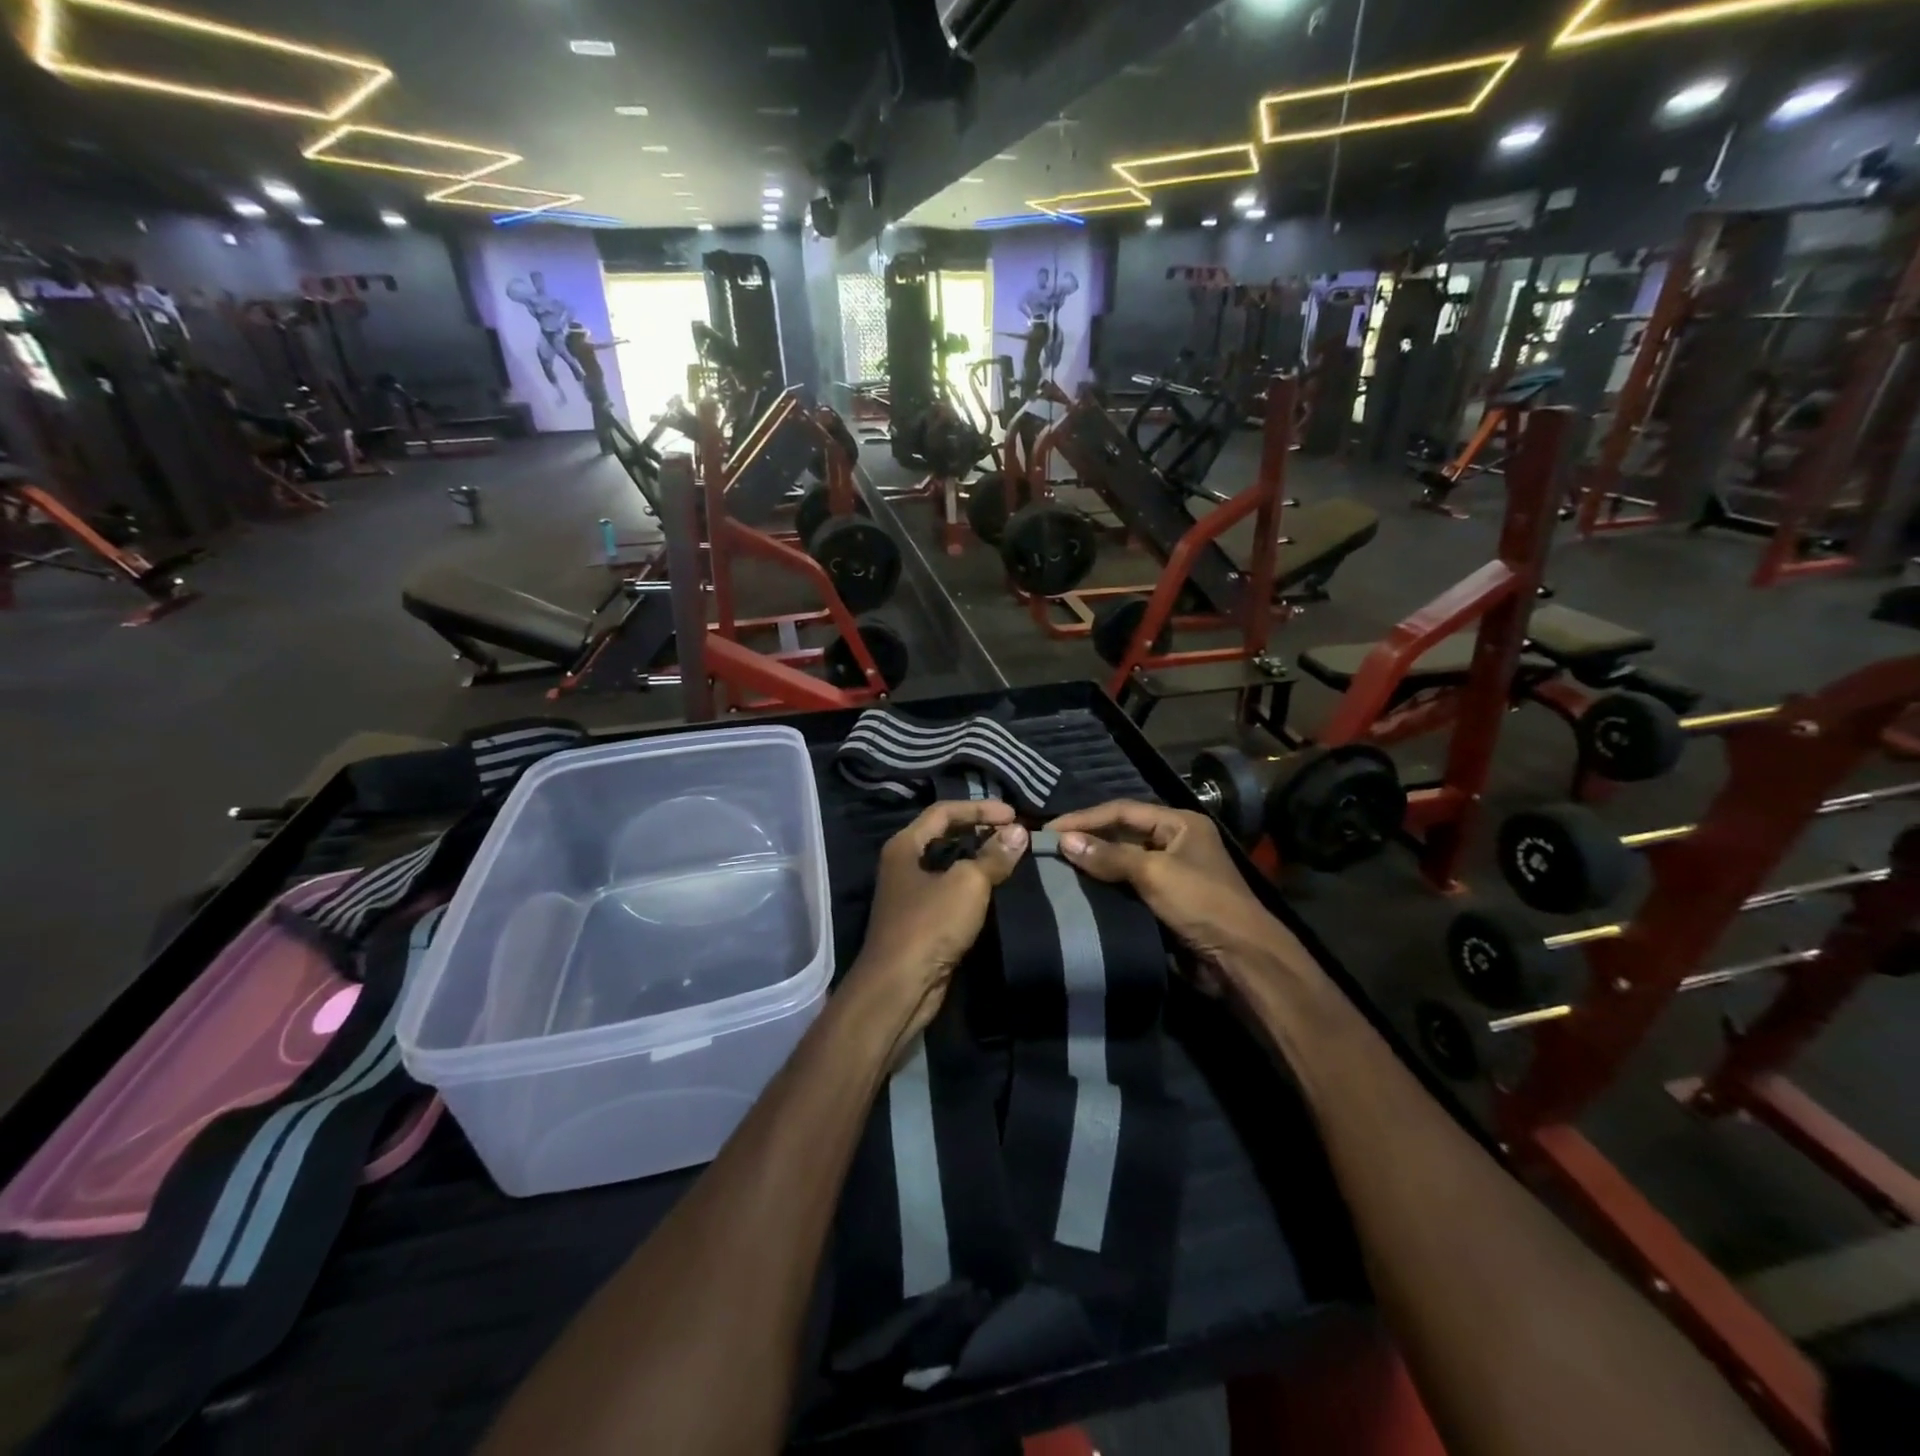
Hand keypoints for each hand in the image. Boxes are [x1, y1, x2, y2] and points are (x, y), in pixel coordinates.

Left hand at [849, 801, 1029, 1048]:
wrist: (899, 987)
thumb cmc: (930, 924)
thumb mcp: (967, 884)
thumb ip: (993, 856)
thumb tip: (1019, 833)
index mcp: (905, 845)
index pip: (944, 811)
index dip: (979, 808)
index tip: (1013, 815)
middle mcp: (903, 864)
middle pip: (945, 835)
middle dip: (979, 830)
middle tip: (1014, 834)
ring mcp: (911, 894)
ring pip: (949, 864)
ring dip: (978, 858)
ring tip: (1011, 857)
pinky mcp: (922, 921)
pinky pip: (951, 891)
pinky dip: (973, 884)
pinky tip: (996, 888)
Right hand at [1046, 801, 1286, 992]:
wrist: (1240, 959)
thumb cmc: (1201, 903)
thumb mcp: (1154, 873)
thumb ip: (1109, 855)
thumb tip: (1064, 840)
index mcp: (1180, 824)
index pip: (1123, 811)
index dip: (1085, 818)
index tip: (1050, 829)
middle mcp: (1175, 842)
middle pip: (1122, 834)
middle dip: (1088, 840)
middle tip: (1049, 849)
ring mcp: (1171, 873)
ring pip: (1123, 862)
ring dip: (1094, 865)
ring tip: (1057, 869)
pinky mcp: (1165, 902)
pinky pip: (1128, 887)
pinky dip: (1105, 888)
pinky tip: (1080, 892)